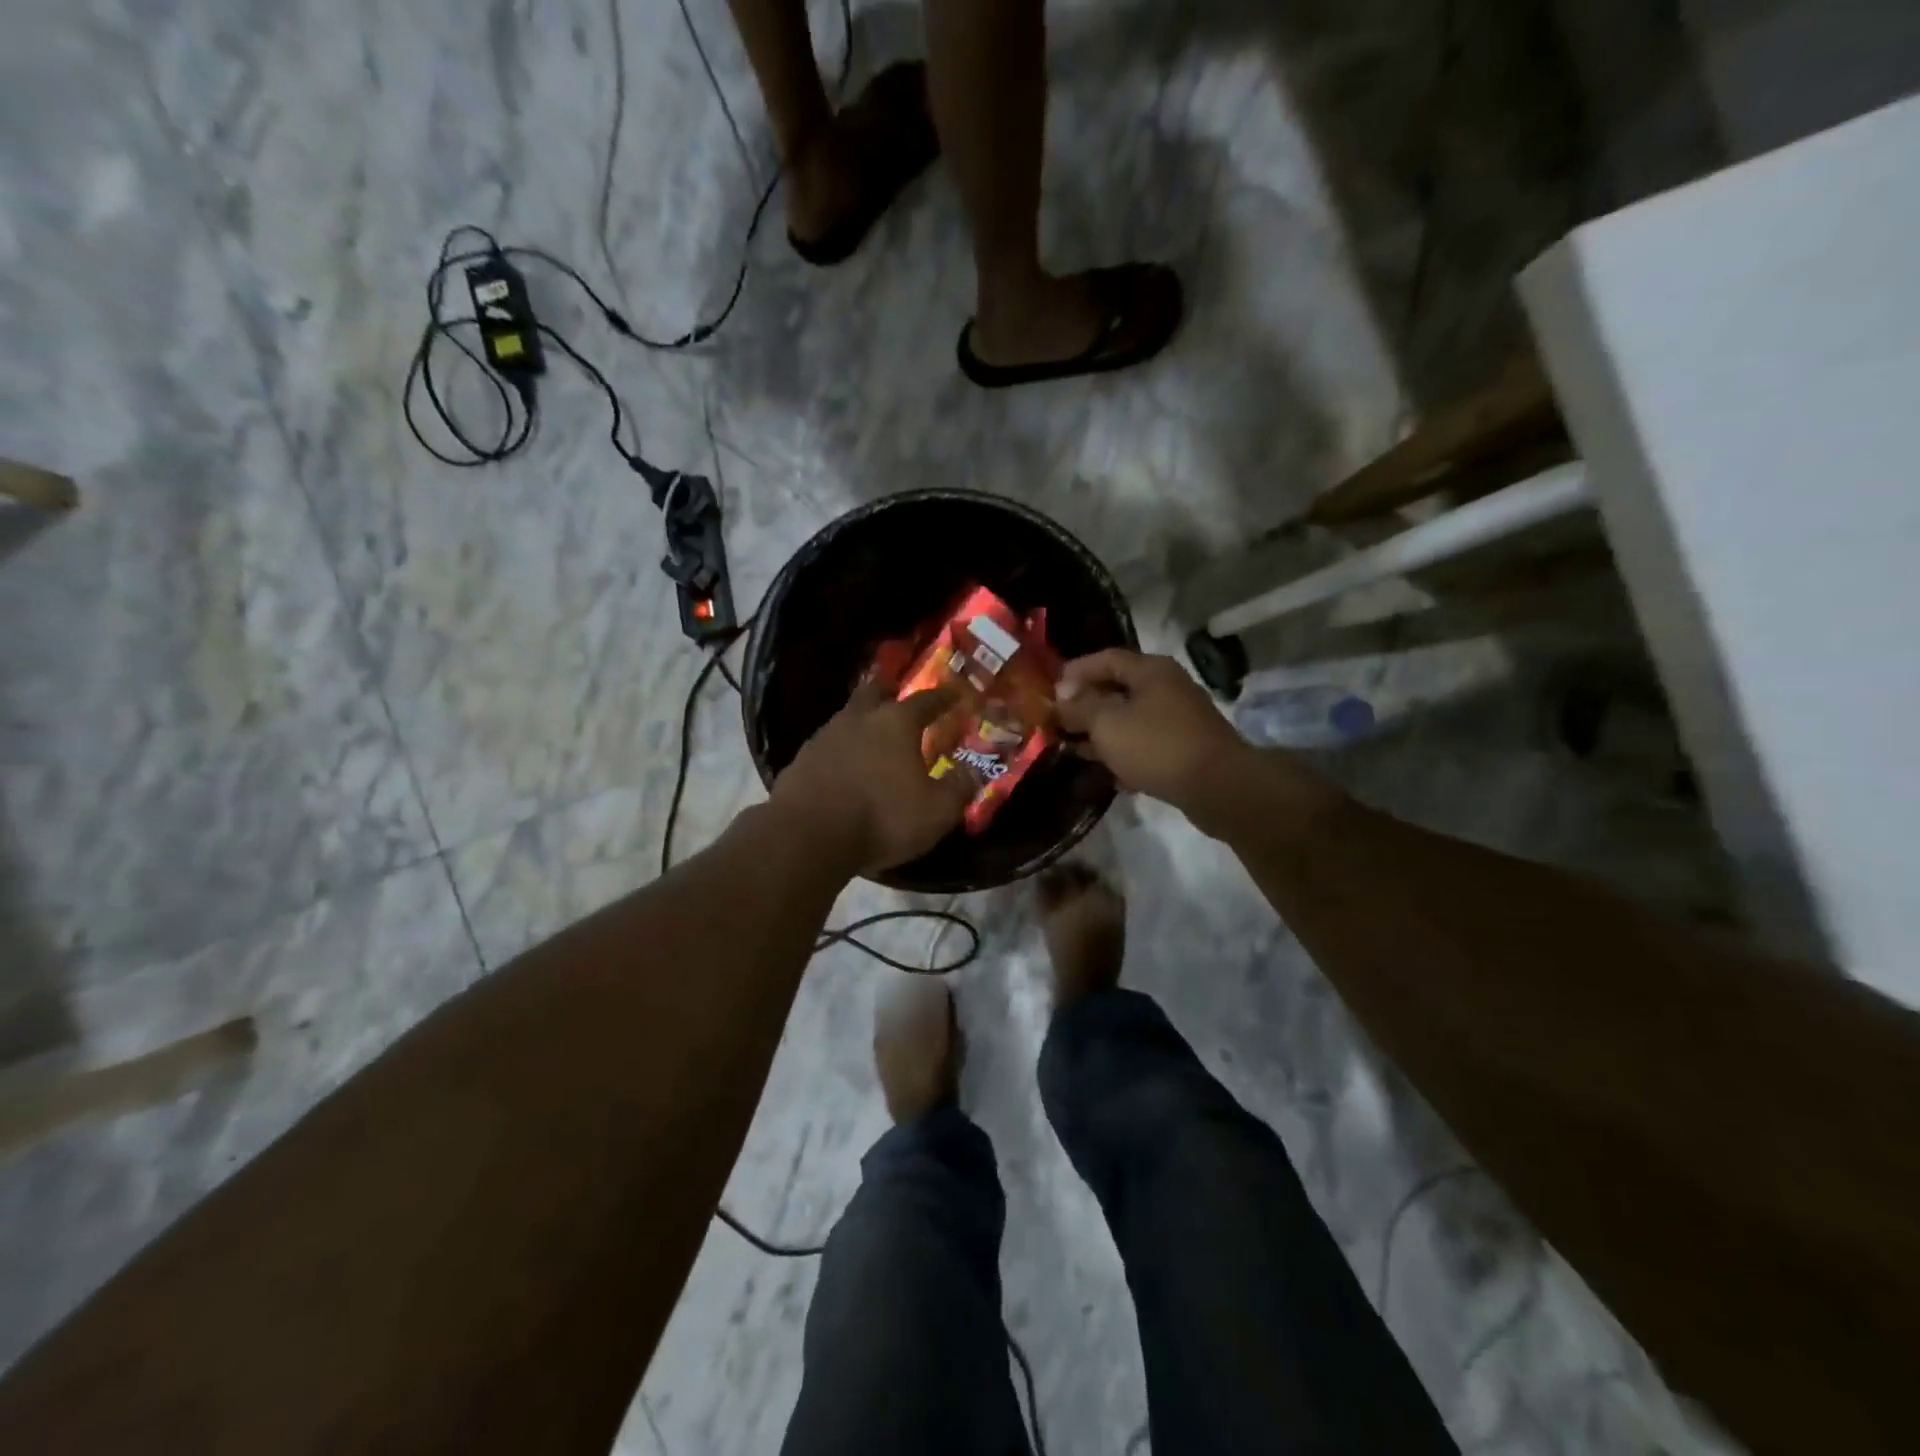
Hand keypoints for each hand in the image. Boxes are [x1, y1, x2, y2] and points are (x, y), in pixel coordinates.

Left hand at [770, 679, 974, 876]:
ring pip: (848, 717)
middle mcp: (859, 719)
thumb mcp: (936, 811)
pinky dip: (841, 749)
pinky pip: (828, 745)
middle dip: (889, 691)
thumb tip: (974, 771)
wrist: (807, 836)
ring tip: (872, 735)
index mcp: (896, 723)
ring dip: (862, 721)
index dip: (943, 697)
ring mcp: (824, 737)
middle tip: (898, 694)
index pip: (926, 700)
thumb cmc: (882, 817)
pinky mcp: (800, 760)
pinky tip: (844, 764)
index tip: (954, 694)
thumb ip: (959, 788)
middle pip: (875, 692)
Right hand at [1057, 649, 1316, 836]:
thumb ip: (1080, 707)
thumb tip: (1062, 697)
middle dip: (1086, 705)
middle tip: (1058, 722)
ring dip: (1103, 733)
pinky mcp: (1186, 749)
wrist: (1219, 787)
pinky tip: (1109, 774)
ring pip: (1131, 719)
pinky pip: (1146, 744)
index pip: (1106, 659)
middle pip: (1118, 689)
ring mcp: (1179, 719)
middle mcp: (1167, 687)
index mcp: (1151, 670)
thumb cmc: (1157, 746)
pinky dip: (1126, 754)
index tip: (1050, 691)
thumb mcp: (1107, 724)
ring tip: (1075, 749)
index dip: (1075, 672)